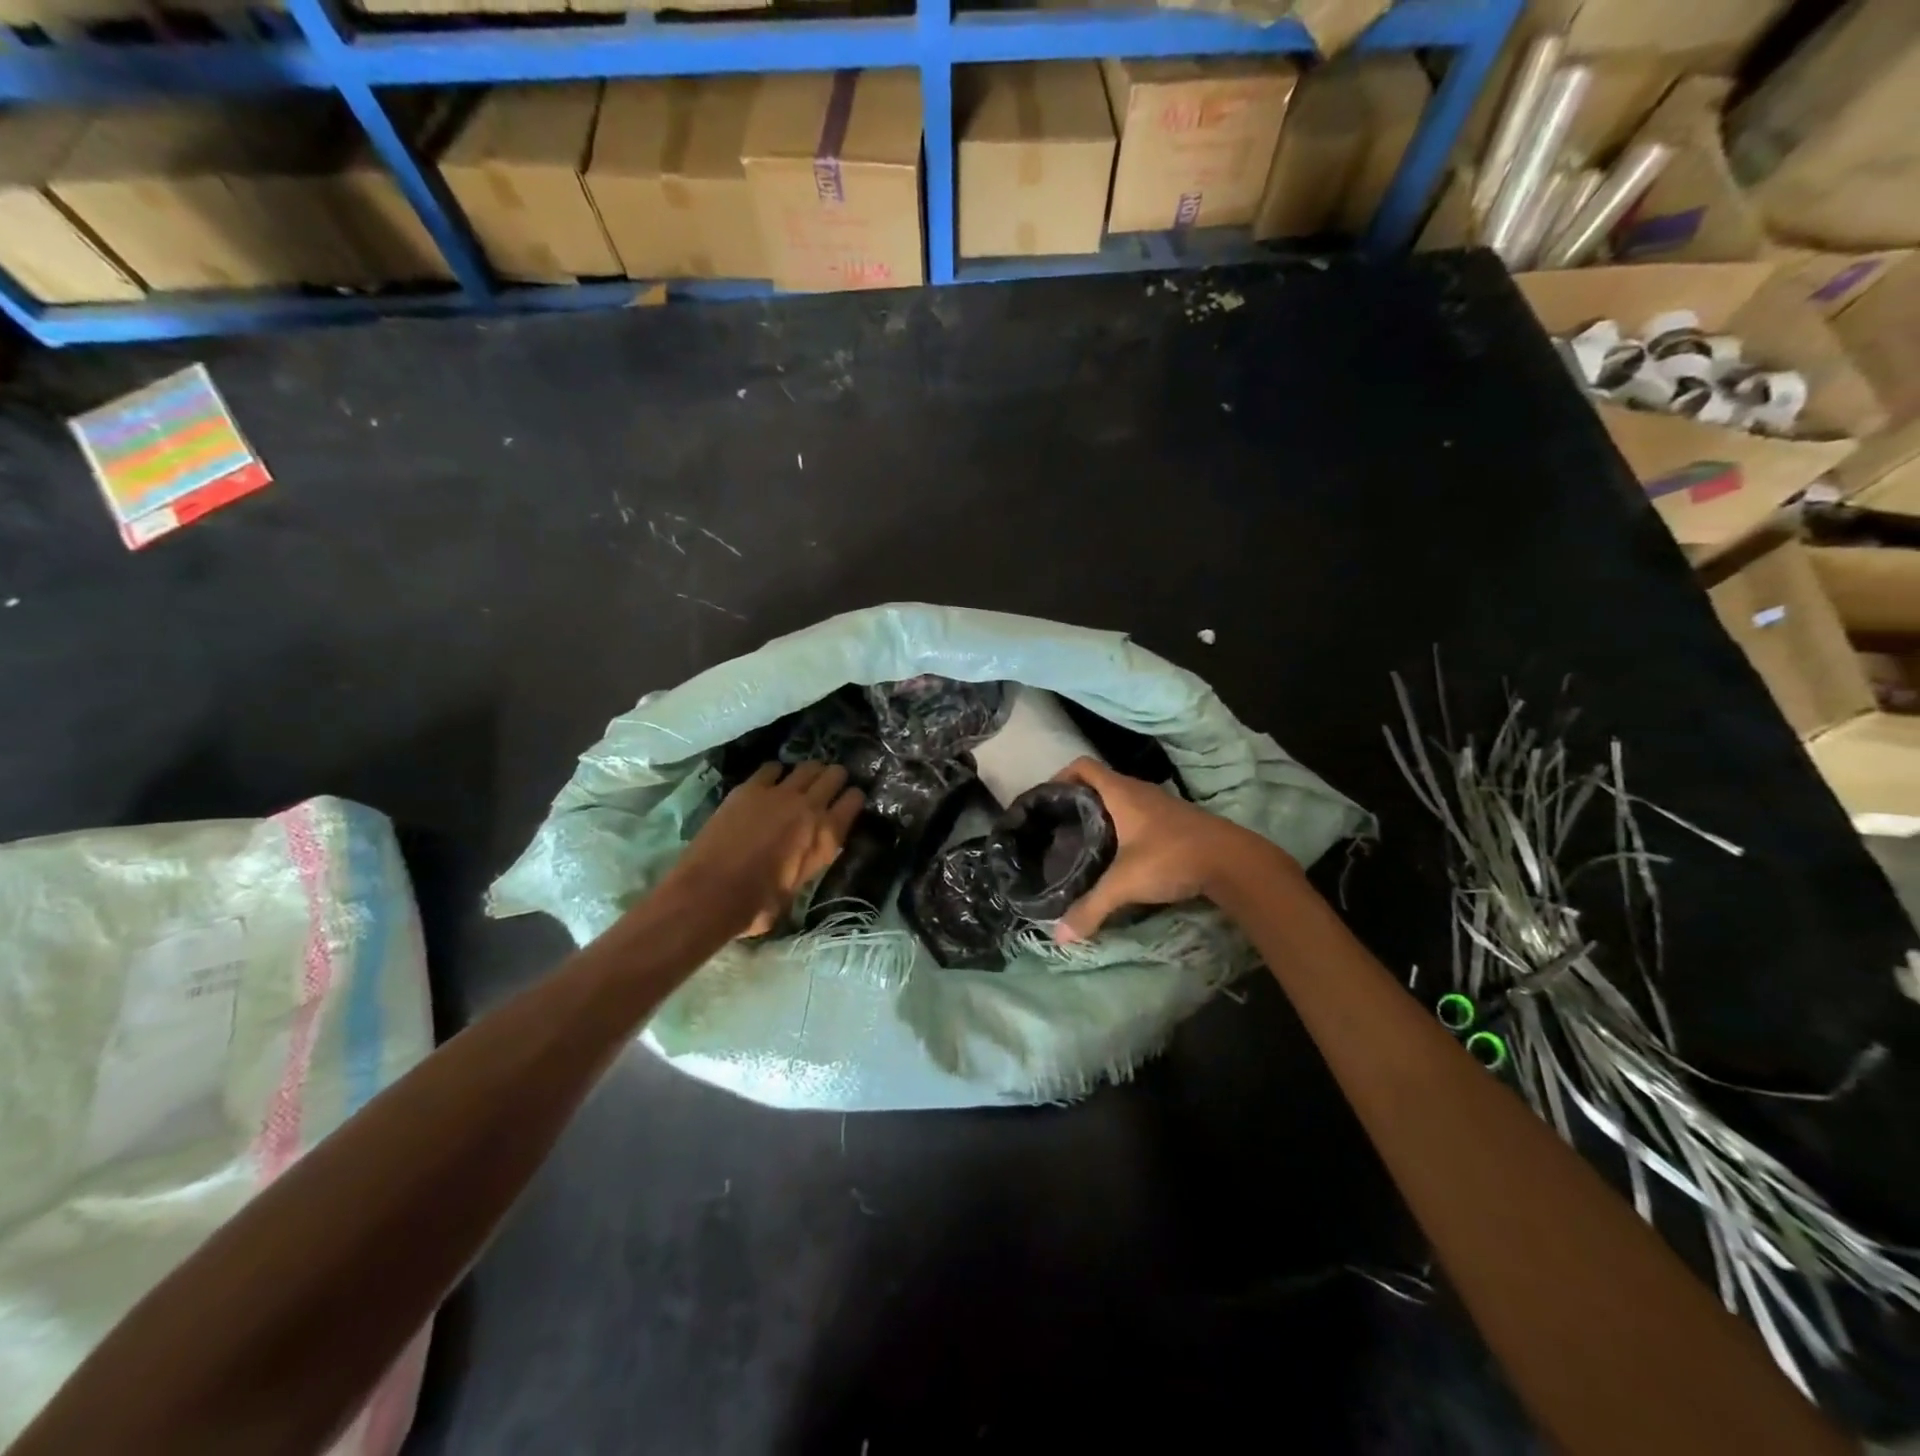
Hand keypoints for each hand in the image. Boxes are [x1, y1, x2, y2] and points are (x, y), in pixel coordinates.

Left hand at [662, 762, 864, 938]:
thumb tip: (801, 860)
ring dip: (810, 772)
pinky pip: (772, 768)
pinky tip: (772, 781)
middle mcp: (810, 808)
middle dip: (836, 778)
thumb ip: (807, 864)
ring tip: (804, 780)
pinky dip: (776, 773)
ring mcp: (779, 793)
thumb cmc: (757, 905)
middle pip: (835, 775)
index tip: (849, 801)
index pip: (854, 801)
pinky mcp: (750, 788)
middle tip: (829, 785)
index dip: (854, 798)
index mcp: (826, 837)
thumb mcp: (797, 888)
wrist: (711, 892)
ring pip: (808, 766)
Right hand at [1051, 757, 1292, 941]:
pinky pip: (1139, 814)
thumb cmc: (1172, 858)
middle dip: (1078, 800)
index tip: (1047, 800)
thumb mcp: (1125, 884)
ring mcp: (1161, 805)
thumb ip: (1091, 908)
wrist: (1234, 862)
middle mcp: (1140, 791)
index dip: (1061, 775)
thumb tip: (1058, 936)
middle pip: (1100, 783)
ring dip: (1102, 814)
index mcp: (1122, 793)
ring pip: (1122, 800)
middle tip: (1060, 827)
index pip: (1083, 766)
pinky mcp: (1176, 822)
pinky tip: (1120, 854)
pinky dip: (1124, 826)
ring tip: (1084, 842)